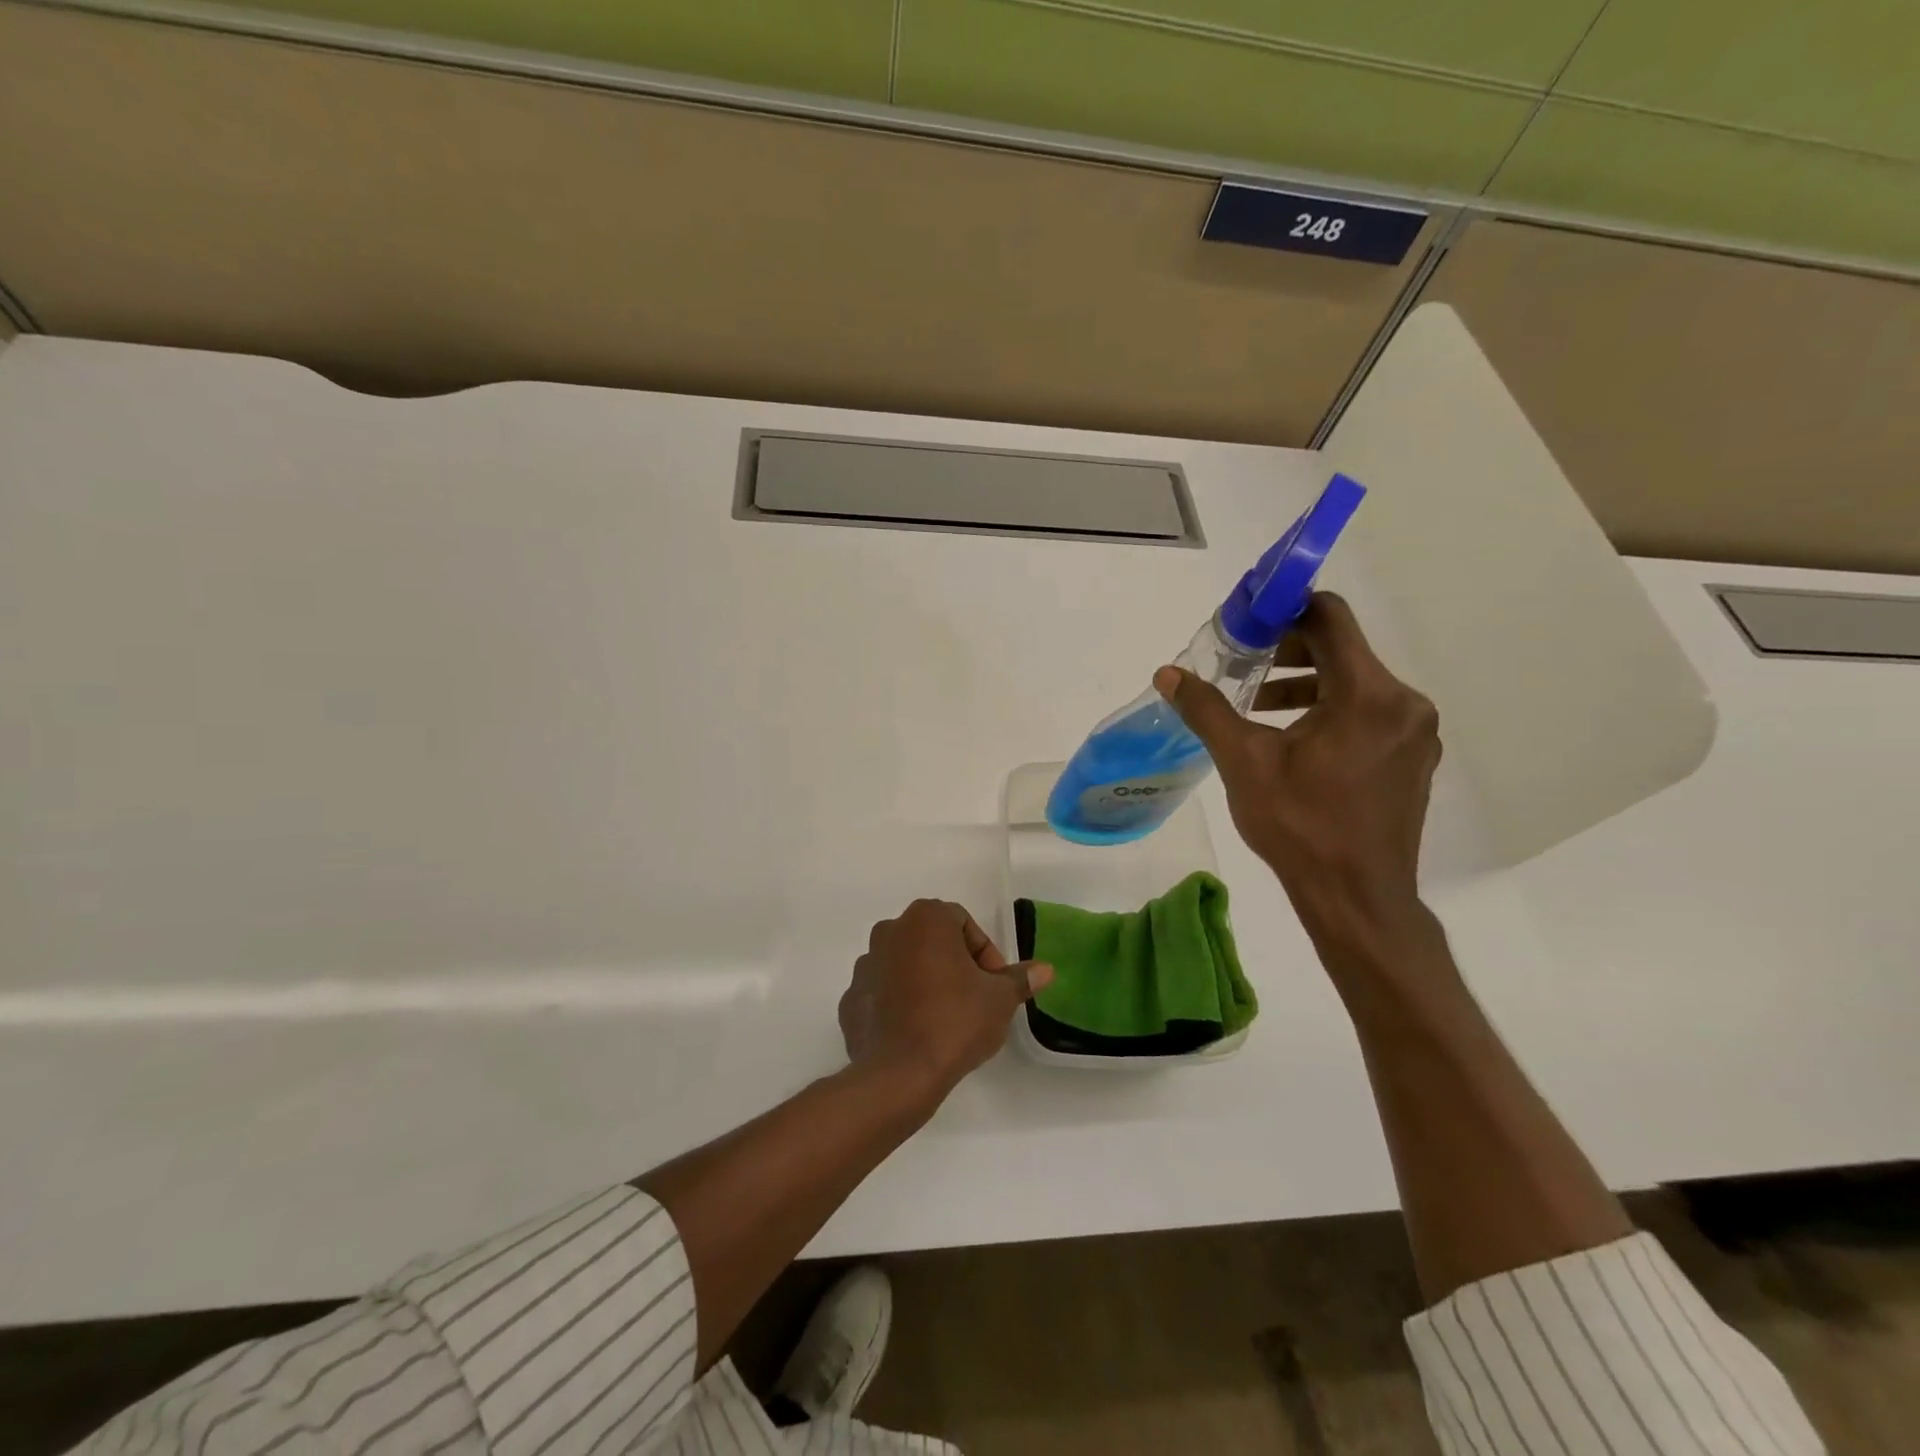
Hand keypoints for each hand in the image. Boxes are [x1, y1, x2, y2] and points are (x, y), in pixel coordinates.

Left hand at [838, 900, 1053, 1098]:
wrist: (899, 1074)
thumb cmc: (955, 1021)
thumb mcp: (999, 1000)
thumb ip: (1019, 979)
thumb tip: (1045, 970)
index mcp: (925, 919)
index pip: (963, 923)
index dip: (985, 953)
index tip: (995, 985)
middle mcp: (889, 931)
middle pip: (932, 941)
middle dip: (955, 965)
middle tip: (975, 1000)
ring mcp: (865, 965)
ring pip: (905, 965)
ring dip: (925, 982)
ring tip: (945, 1019)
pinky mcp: (850, 999)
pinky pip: (883, 993)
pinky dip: (899, 1004)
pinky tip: (916, 1032)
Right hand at [1154, 592, 1440, 941]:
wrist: (1357, 898)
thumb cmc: (1299, 826)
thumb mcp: (1243, 762)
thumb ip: (1207, 710)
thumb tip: (1168, 674)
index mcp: (1367, 694)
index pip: (1330, 618)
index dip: (1286, 609)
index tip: (1247, 622)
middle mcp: (1404, 703)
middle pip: (1343, 649)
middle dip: (1289, 650)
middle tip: (1243, 666)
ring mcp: (1414, 732)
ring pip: (1356, 682)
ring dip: (1306, 683)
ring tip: (1258, 705)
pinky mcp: (1414, 757)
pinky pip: (1370, 712)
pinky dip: (1331, 710)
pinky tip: (1294, 739)